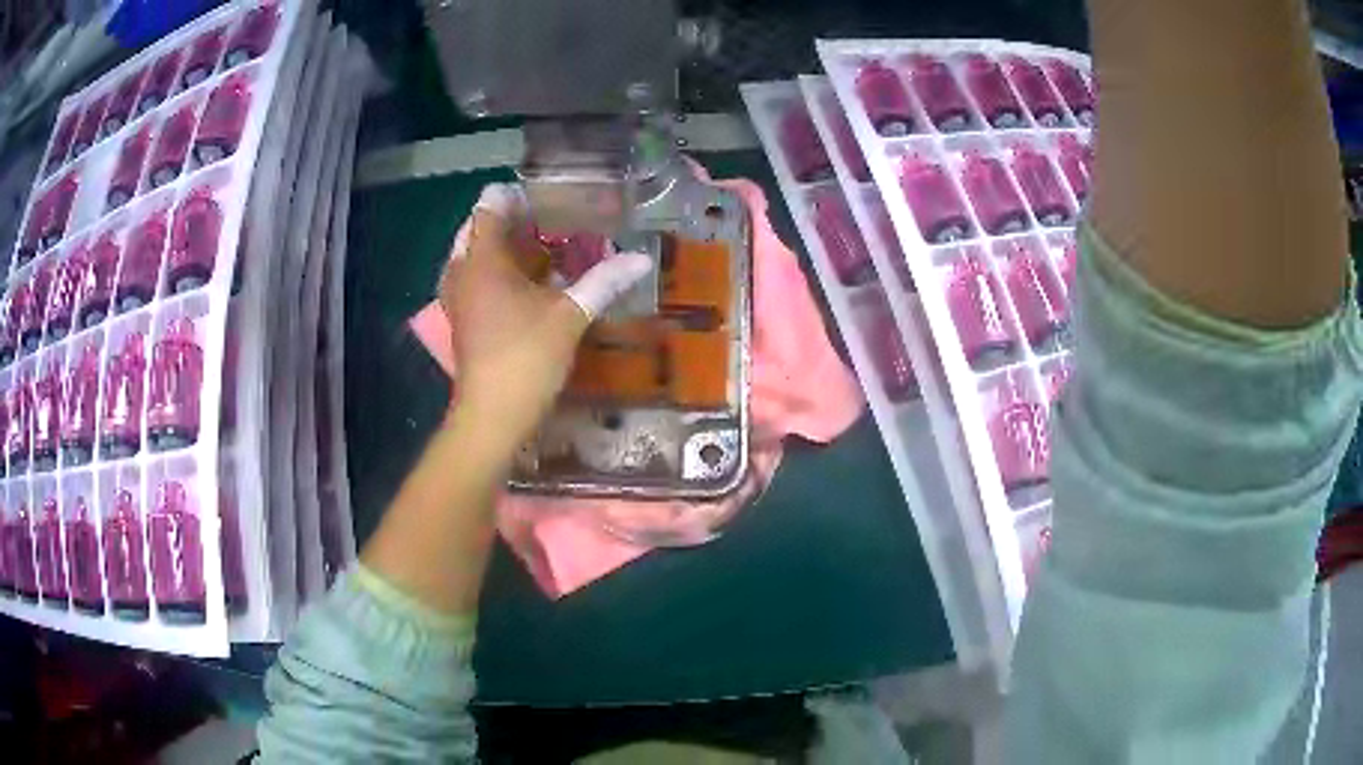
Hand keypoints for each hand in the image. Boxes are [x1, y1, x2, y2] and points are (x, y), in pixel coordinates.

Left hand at [438, 183, 652, 445]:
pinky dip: (504, 274)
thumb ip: (603, 281)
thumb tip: (642, 259)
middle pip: (483, 229)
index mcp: (482, 260)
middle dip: (517, 222)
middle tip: (556, 222)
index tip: (553, 199)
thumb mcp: (570, 317)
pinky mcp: (465, 320)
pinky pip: (480, 281)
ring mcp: (460, 298)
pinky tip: (536, 285)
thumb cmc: (525, 359)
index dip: (519, 197)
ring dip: (511, 249)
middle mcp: (463, 272)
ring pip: (481, 257)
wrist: (492, 417)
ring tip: (550, 249)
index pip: (491, 206)